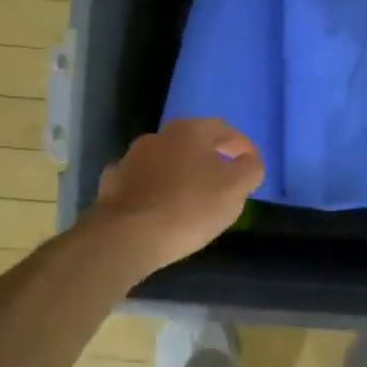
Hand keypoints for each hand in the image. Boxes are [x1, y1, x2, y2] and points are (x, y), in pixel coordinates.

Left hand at [86, 117, 264, 276]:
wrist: (127, 236)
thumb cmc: (190, 208)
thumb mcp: (236, 189)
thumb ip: (250, 169)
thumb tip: (249, 161)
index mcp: (191, 131)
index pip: (225, 130)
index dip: (243, 147)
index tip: (252, 166)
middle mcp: (160, 136)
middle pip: (194, 142)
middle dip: (212, 157)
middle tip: (225, 180)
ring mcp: (132, 157)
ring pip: (166, 160)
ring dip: (181, 172)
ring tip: (192, 195)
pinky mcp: (114, 182)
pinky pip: (143, 180)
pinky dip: (155, 188)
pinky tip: (159, 204)